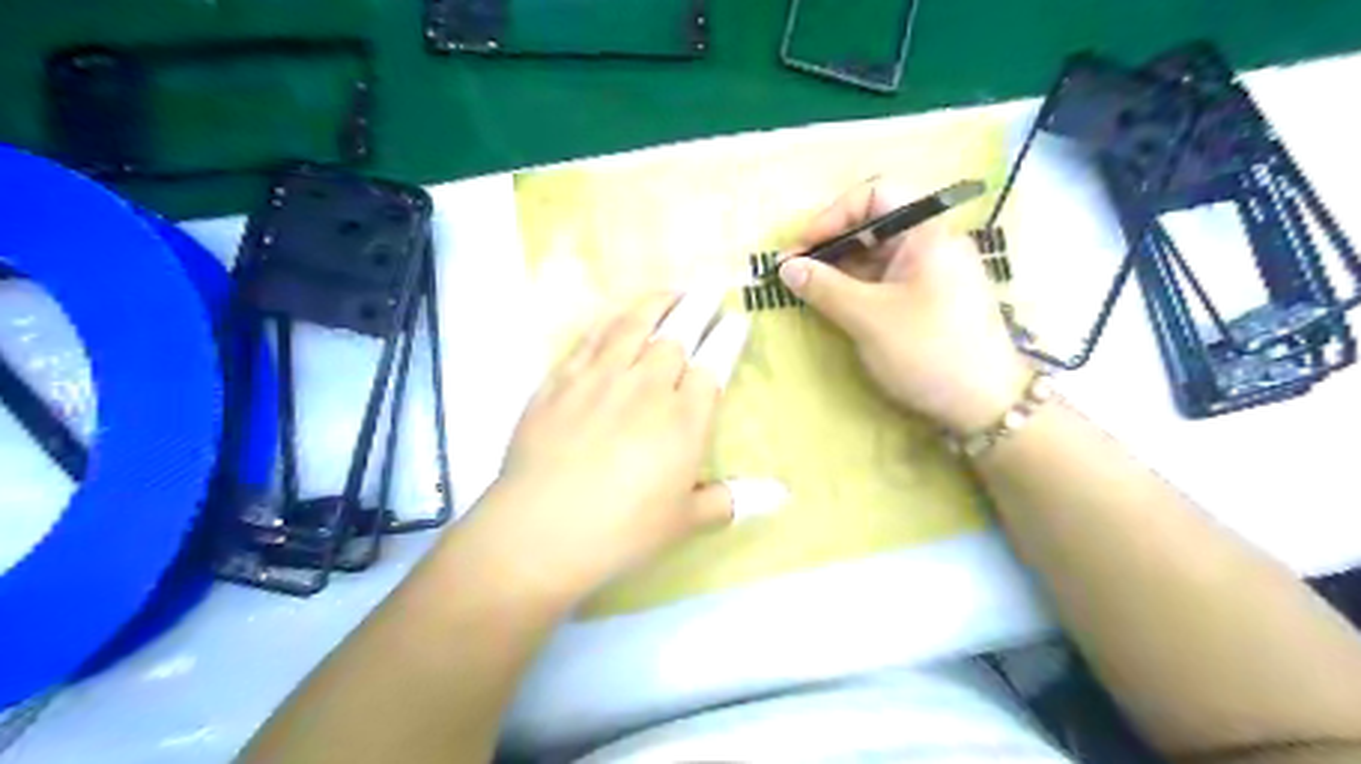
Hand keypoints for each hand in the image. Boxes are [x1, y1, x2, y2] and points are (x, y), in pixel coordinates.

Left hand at [456, 287, 782, 609]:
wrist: (540, 530)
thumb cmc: (623, 531)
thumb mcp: (685, 521)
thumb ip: (733, 500)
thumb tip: (782, 495)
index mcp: (684, 418)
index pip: (714, 363)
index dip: (729, 336)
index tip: (737, 318)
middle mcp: (646, 386)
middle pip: (678, 333)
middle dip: (700, 305)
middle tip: (710, 285)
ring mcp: (600, 378)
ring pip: (633, 325)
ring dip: (656, 303)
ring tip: (670, 291)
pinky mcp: (560, 381)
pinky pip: (589, 339)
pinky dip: (608, 321)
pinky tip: (614, 317)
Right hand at [775, 175, 1030, 431]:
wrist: (986, 405)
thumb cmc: (928, 351)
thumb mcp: (868, 318)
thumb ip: (823, 287)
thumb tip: (786, 267)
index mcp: (926, 233)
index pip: (875, 195)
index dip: (832, 215)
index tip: (802, 249)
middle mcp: (931, 244)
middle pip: (873, 226)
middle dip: (830, 245)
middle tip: (794, 273)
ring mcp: (931, 274)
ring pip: (876, 256)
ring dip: (839, 269)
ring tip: (807, 291)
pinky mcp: (928, 300)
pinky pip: (885, 281)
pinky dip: (856, 289)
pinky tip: (834, 305)